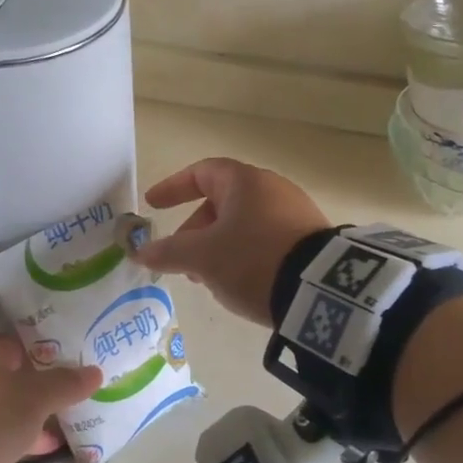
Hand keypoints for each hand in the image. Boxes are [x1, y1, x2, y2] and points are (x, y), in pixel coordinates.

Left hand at [0, 335, 101, 462]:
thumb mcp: (35, 399)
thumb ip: (66, 385)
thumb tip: (95, 371)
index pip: (15, 349)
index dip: (44, 357)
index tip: (70, 369)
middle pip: (7, 390)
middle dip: (38, 402)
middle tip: (69, 410)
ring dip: (26, 437)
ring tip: (59, 446)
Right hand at [132, 158, 329, 325]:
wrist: (320, 289)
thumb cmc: (252, 259)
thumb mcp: (203, 257)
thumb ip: (168, 252)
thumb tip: (141, 251)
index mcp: (245, 182)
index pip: (202, 173)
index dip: (173, 187)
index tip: (153, 204)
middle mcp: (272, 189)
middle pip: (222, 202)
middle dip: (195, 231)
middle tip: (181, 261)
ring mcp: (295, 214)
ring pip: (243, 225)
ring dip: (218, 248)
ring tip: (209, 280)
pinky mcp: (309, 240)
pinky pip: (265, 241)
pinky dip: (244, 256)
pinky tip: (241, 284)